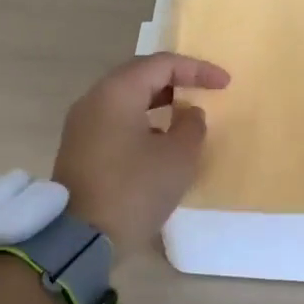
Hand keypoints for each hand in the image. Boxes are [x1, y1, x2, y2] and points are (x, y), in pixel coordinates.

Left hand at [52, 52, 228, 251]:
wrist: (80, 239)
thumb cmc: (134, 190)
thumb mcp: (178, 157)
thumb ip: (192, 126)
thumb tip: (188, 113)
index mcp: (116, 92)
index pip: (161, 64)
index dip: (197, 69)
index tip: (225, 84)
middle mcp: (94, 99)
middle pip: (139, 75)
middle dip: (175, 80)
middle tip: (203, 91)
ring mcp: (82, 124)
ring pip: (126, 99)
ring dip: (158, 102)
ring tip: (185, 116)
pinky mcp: (79, 148)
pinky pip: (115, 120)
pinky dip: (141, 121)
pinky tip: (160, 141)